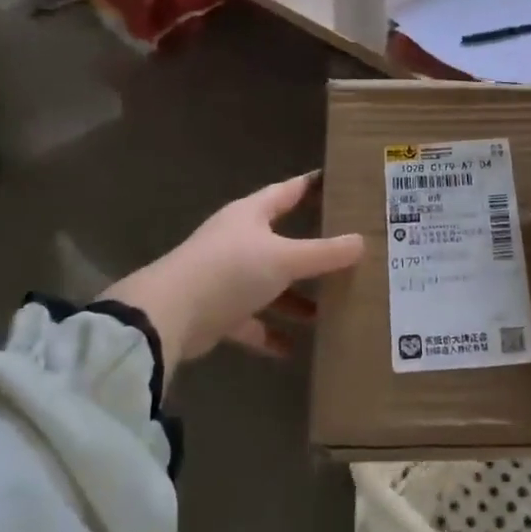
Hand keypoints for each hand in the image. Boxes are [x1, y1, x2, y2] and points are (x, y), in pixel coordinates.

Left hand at [99, 174, 363, 371]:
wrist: (168, 316)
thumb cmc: (230, 270)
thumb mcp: (284, 259)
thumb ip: (324, 253)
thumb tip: (362, 242)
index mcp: (251, 215)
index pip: (288, 191)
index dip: (311, 186)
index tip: (337, 182)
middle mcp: (237, 241)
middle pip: (281, 240)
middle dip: (312, 250)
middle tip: (347, 252)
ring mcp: (225, 277)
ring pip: (269, 283)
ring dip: (294, 298)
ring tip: (328, 310)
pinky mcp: (216, 311)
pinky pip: (251, 321)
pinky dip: (270, 333)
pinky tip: (293, 349)